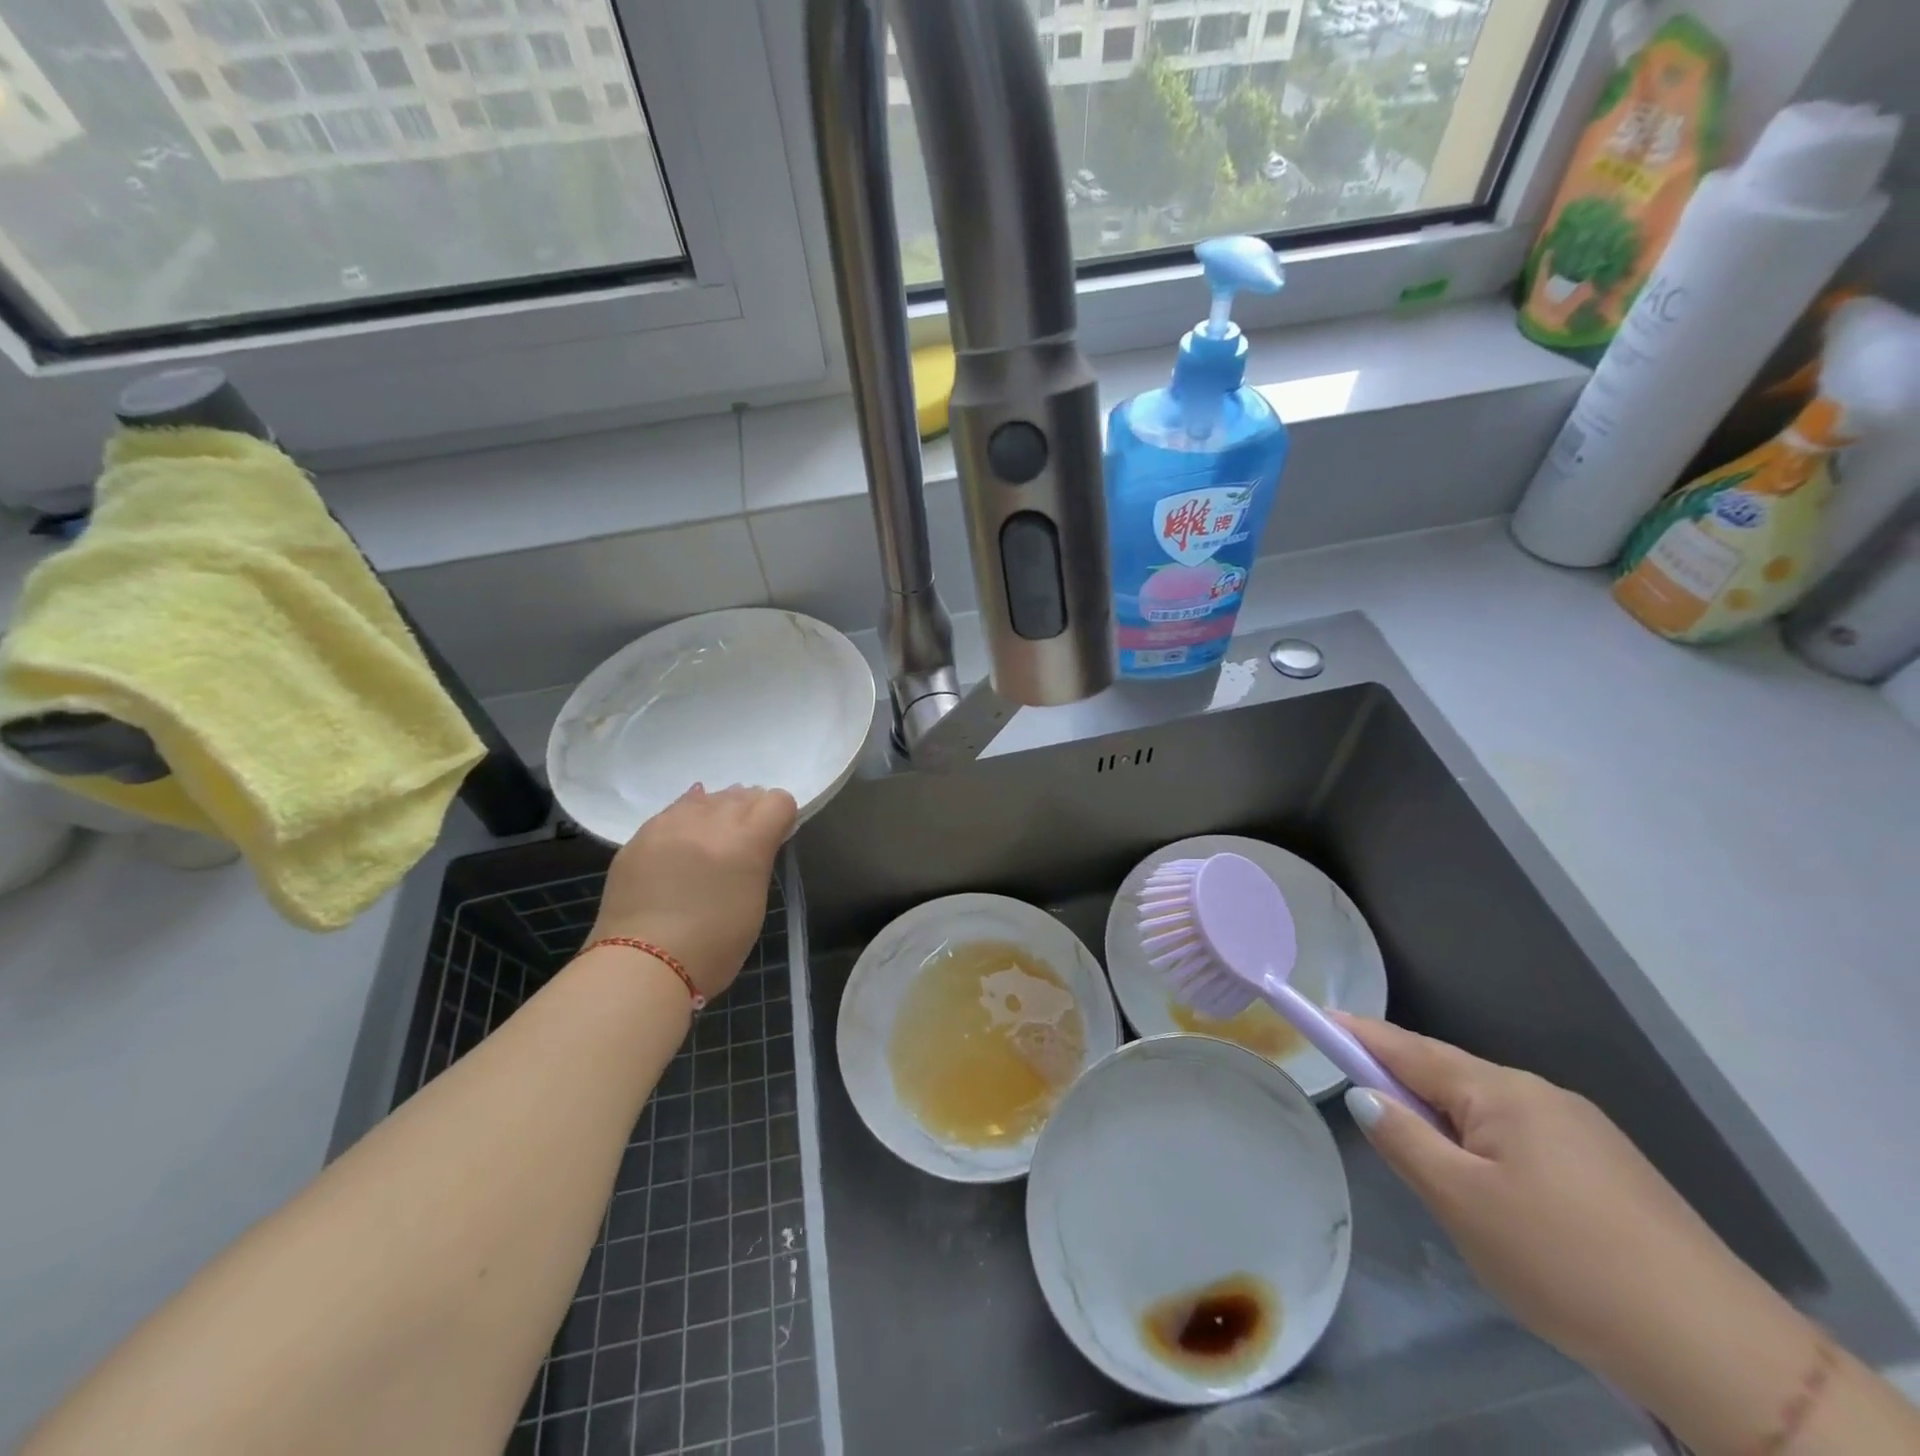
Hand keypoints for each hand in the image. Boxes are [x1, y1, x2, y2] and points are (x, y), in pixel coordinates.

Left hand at [589, 784, 797, 1002]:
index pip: (778, 801)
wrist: (641, 965)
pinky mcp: (641, 835)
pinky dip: (686, 817)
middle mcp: (710, 822)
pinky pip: (673, 811)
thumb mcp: (754, 903)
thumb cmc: (713, 947)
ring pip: (706, 797)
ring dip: (717, 811)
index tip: (776, 838)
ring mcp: (671, 825)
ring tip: (712, 838)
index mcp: (746, 842)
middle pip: (743, 794)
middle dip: (750, 812)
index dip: (782, 817)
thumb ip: (758, 861)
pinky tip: (685, 835)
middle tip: (744, 842)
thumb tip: (754, 838)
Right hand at [1335, 1015, 1766, 1378]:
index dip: (1358, 1034)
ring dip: (1446, 1124)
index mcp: (1501, 1091)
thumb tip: (1366, 1095)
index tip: (1316, 1018)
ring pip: (1486, 1112)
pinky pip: (1521, 1139)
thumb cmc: (1563, 1261)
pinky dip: (1486, 1149)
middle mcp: (1540, 1094)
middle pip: (1448, 1076)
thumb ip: (1403, 1139)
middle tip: (1366, 1110)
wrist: (1719, 1351)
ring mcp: (1583, 1131)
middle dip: (1404, 1086)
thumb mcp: (1461, 1202)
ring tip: (1431, 1170)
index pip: (1409, 1048)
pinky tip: (1494, 1195)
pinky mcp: (1610, 1171)